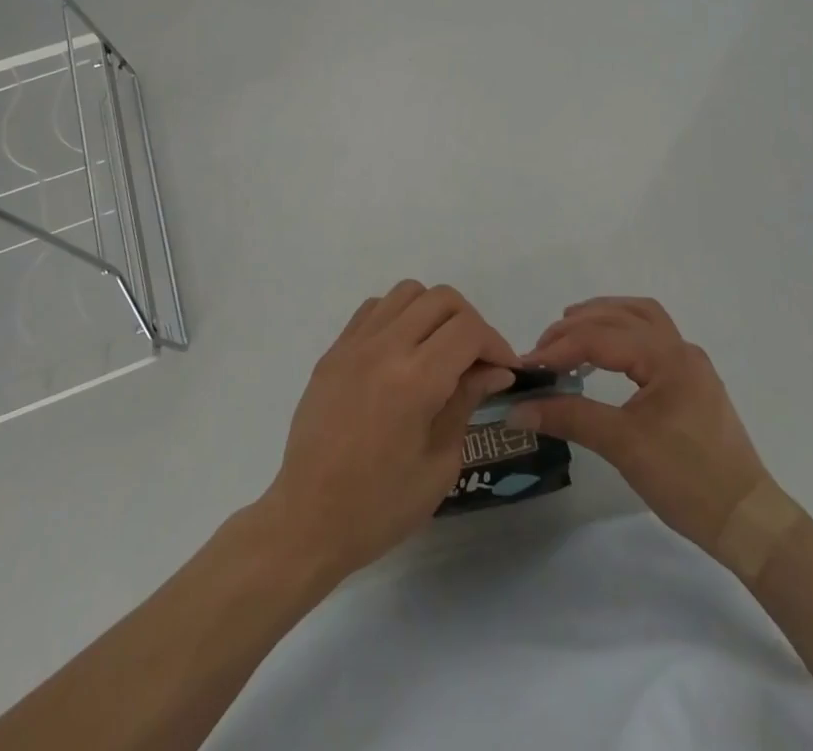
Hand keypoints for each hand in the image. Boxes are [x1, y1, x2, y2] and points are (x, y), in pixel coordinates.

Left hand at [254, 282, 519, 582]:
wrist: (307, 520)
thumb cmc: (380, 506)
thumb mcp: (439, 463)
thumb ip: (466, 403)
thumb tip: (494, 370)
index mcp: (415, 380)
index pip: (468, 330)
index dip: (495, 344)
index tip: (504, 370)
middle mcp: (384, 347)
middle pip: (441, 299)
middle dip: (470, 323)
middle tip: (477, 360)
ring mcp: (354, 344)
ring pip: (407, 292)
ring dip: (433, 312)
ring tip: (439, 350)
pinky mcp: (334, 350)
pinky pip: (374, 308)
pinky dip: (398, 316)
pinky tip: (403, 352)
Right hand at [511, 297, 766, 554]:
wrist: (748, 522)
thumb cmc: (688, 481)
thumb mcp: (623, 446)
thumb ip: (569, 417)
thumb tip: (517, 409)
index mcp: (668, 357)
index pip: (601, 337)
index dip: (559, 347)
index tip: (526, 365)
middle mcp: (680, 348)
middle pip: (620, 316)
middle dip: (577, 327)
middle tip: (543, 350)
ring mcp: (689, 363)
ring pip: (639, 318)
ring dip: (602, 319)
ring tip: (569, 334)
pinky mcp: (691, 380)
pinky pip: (650, 336)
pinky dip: (620, 333)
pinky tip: (603, 353)